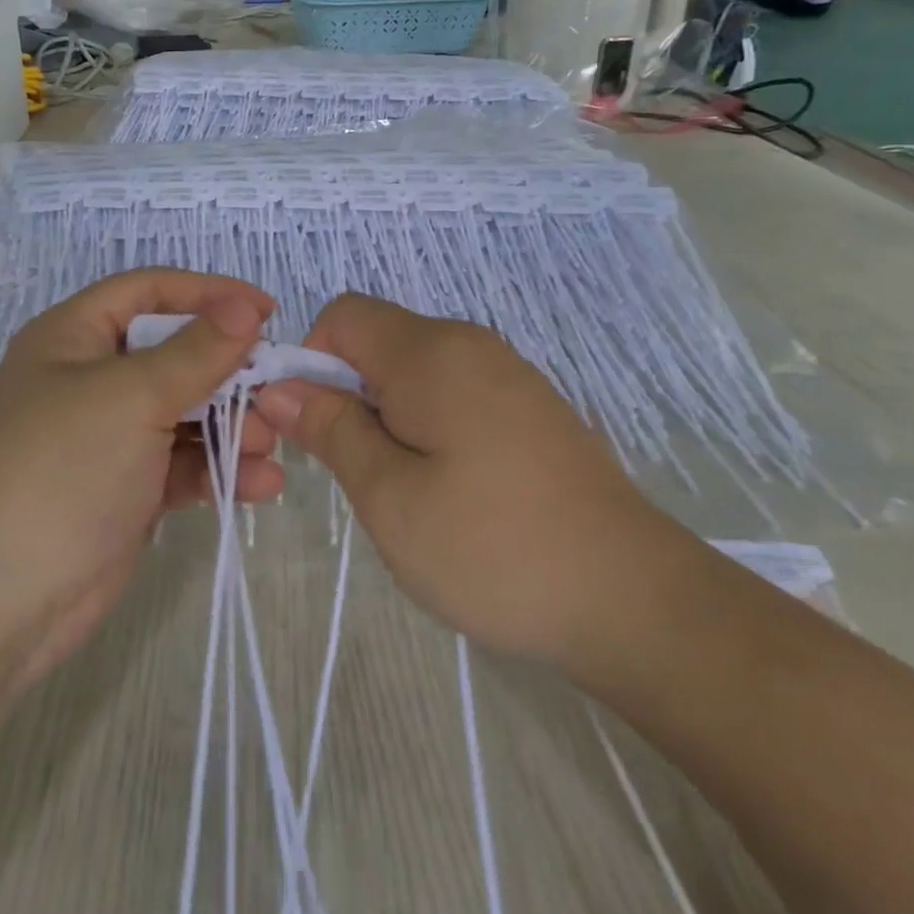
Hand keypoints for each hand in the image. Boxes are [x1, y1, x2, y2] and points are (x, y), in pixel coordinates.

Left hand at [0, 269, 285, 694]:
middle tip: (275, 390)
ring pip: (185, 413)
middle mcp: (91, 380)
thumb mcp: (131, 397)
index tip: (266, 311)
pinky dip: (219, 469)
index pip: (149, 292)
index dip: (208, 293)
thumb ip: (195, 352)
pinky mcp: (127, 489)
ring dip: (232, 425)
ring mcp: (109, 438)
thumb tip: (244, 307)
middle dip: (227, 371)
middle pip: (175, 354)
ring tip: (268, 444)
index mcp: (75, 337)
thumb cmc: (60, 470)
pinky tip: (260, 485)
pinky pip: (183, 464)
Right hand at [256, 294, 677, 663]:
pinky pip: (456, 393)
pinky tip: (454, 492)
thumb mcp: (389, 496)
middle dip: (349, 394)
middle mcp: (470, 345)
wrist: (633, 598)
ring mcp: (509, 374)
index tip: (317, 427)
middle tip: (360, 473)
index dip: (311, 361)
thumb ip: (331, 429)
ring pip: (416, 372)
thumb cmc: (493, 547)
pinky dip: (430, 426)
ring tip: (408, 490)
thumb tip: (281, 386)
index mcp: (431, 352)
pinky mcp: (532, 407)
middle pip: (379, 341)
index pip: (343, 315)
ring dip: (389, 417)